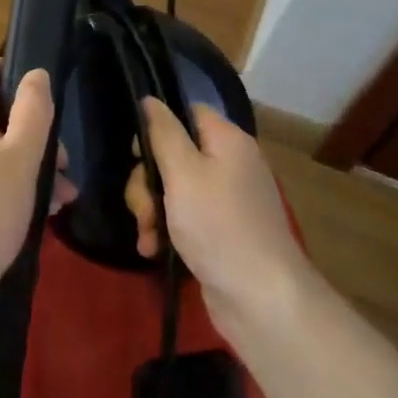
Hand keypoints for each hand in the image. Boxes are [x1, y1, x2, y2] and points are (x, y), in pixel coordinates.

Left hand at [0, 60, 71, 281]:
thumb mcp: (22, 155)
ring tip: (64, 195)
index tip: (42, 91)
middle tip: (65, 162)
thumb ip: (33, 110)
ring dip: (34, 164)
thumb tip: (35, 74)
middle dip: (37, 133)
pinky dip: (17, 184)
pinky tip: (44, 210)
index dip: (11, 69)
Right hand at [126, 97, 305, 315]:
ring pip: (174, 189)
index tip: (137, 154)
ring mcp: (226, 200)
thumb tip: (150, 99)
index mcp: (227, 140)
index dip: (158, 128)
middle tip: (143, 209)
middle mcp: (230, 164)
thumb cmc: (218, 226)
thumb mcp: (183, 172)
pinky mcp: (221, 231)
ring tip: (148, 236)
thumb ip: (163, 133)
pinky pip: (185, 217)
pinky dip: (166, 230)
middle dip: (148, 182)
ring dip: (152, 210)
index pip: (187, 112)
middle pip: (174, 154)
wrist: (260, 298)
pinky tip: (154, 249)